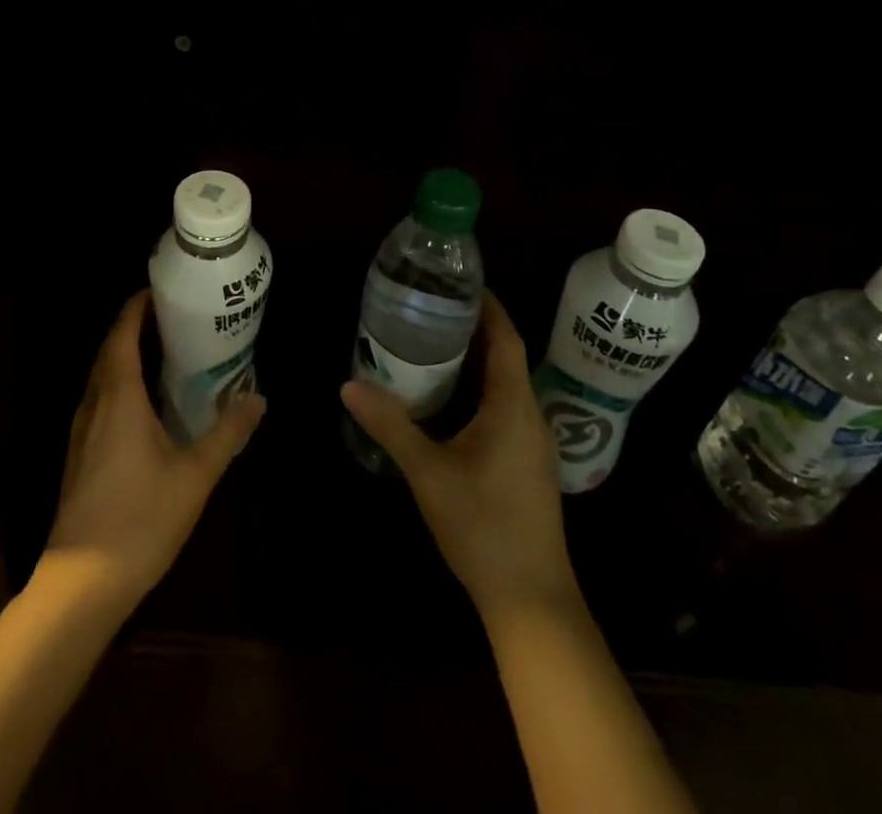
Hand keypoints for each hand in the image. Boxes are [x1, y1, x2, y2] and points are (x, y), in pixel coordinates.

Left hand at [41, 289, 265, 613]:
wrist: (81, 585)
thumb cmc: (140, 519)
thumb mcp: (195, 475)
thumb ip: (227, 433)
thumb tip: (258, 398)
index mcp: (118, 397)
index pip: (122, 334)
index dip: (137, 308)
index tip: (159, 289)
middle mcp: (94, 404)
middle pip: (109, 350)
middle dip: (134, 326)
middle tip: (171, 315)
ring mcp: (82, 432)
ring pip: (101, 377)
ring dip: (125, 355)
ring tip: (162, 350)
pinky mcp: (80, 456)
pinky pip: (99, 400)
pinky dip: (120, 384)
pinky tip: (144, 403)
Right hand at [341, 292, 574, 617]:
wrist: (531, 598)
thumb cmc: (482, 527)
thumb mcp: (428, 473)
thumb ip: (390, 426)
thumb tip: (348, 384)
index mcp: (512, 405)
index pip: (505, 337)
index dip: (488, 306)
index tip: (459, 282)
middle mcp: (529, 415)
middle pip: (506, 356)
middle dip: (474, 328)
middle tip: (431, 308)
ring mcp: (533, 442)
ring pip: (506, 383)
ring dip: (477, 359)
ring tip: (434, 343)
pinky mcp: (527, 463)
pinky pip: (505, 407)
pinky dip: (480, 388)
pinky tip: (450, 399)